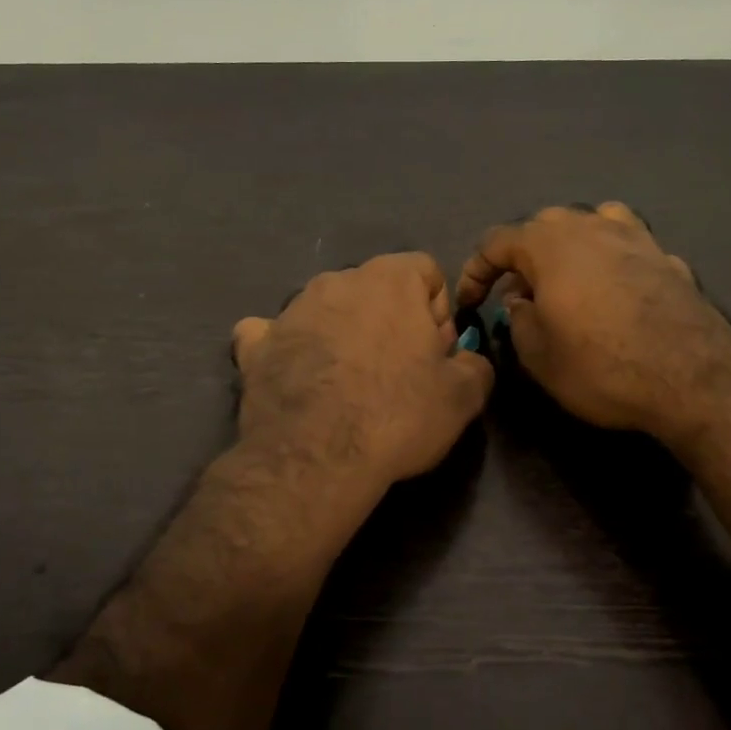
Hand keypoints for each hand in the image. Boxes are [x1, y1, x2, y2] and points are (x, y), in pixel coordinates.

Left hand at [231, 252, 494, 487]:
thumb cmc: (397, 415)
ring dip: (342, 334)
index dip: (437, 313)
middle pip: (375, 290)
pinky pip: (272, 334)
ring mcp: (290, 310)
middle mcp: (337, 280)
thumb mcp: (463, 396)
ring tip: (347, 386)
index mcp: (390, 279)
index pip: (426, 271)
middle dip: (389, 322)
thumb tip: (465, 360)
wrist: (315, 458)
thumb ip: (475, 365)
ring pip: (327, 310)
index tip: (434, 354)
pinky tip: (295, 376)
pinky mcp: (255, 345)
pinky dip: (285, 348)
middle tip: (397, 373)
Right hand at [455, 203, 730, 450]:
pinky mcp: (667, 257)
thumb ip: (518, 320)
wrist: (692, 378)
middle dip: (522, 258)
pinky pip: (626, 245)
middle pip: (543, 227)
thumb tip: (520, 301)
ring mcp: (635, 237)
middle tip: (516, 296)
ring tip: (565, 281)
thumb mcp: (538, 355)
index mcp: (550, 244)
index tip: (470, 302)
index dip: (475, 271)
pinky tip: (614, 289)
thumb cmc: (601, 366)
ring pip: (589, 224)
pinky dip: (610, 260)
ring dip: (568, 248)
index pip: (496, 242)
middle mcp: (591, 226)